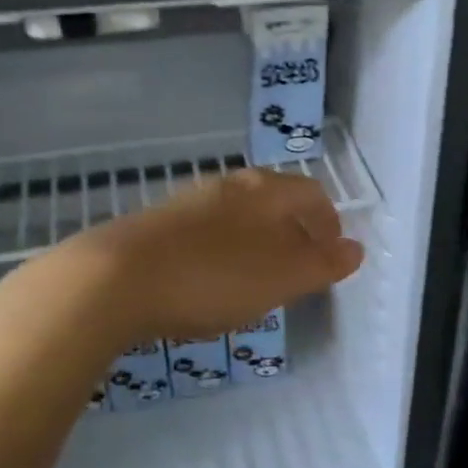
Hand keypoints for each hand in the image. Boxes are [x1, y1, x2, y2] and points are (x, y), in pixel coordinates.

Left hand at [12, 168, 363, 350]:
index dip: (329, 223)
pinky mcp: (154, 225)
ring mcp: (187, 202)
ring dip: (257, 241)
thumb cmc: (213, 277)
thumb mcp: (282, 277)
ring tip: (257, 278)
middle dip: (293, 231)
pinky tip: (208, 281)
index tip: (332, 254)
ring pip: (238, 216)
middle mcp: (228, 186)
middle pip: (274, 200)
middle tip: (299, 267)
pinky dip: (221, 252)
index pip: (312, 194)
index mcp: (265, 191)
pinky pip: (204, 233)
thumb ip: (323, 263)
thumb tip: (355, 249)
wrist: (112, 280)